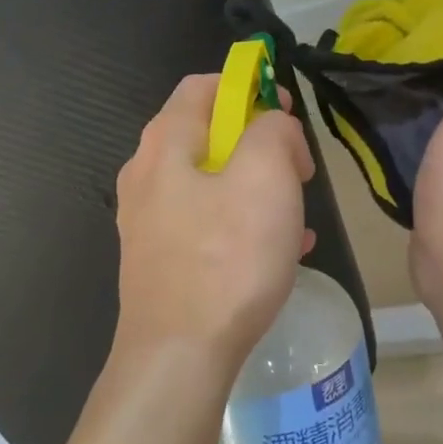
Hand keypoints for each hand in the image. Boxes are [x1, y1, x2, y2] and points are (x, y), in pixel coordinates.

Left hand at [113, 74, 315, 373]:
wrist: (178, 357)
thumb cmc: (227, 258)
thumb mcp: (266, 176)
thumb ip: (273, 130)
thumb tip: (272, 126)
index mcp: (166, 143)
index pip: (204, 85)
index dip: (249, 86)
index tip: (288, 110)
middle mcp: (146, 174)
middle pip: (208, 133)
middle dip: (259, 141)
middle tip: (296, 169)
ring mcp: (148, 220)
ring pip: (211, 181)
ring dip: (257, 185)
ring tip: (296, 212)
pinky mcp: (158, 259)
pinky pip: (206, 224)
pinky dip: (243, 222)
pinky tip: (280, 250)